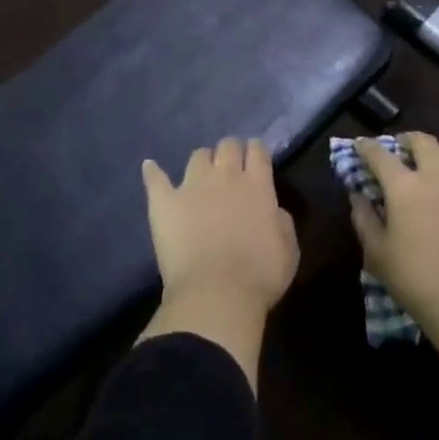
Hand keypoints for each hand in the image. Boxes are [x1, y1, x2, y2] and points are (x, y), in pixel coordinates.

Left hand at [142, 138, 298, 319]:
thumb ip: (282, 223)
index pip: (257, 151)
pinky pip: (156, 178)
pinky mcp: (164, 201)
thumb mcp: (288, 251)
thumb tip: (275, 210)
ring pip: (198, 156)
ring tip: (202, 174)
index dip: (256, 151)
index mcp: (257, 186)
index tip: (255, 158)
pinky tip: (149, 166)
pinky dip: (153, 171)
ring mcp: (191, 185)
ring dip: (203, 161)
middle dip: (231, 151)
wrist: (215, 293)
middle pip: (228, 146)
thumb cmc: (259, 276)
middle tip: (231, 166)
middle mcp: (225, 176)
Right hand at [348, 133, 438, 334]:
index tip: (361, 147)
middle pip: (424, 143)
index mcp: (405, 187)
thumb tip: (359, 196)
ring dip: (438, 173)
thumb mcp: (376, 253)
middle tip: (402, 151)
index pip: (380, 154)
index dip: (367, 147)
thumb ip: (363, 218)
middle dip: (409, 140)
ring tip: (433, 193)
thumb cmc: (415, 280)